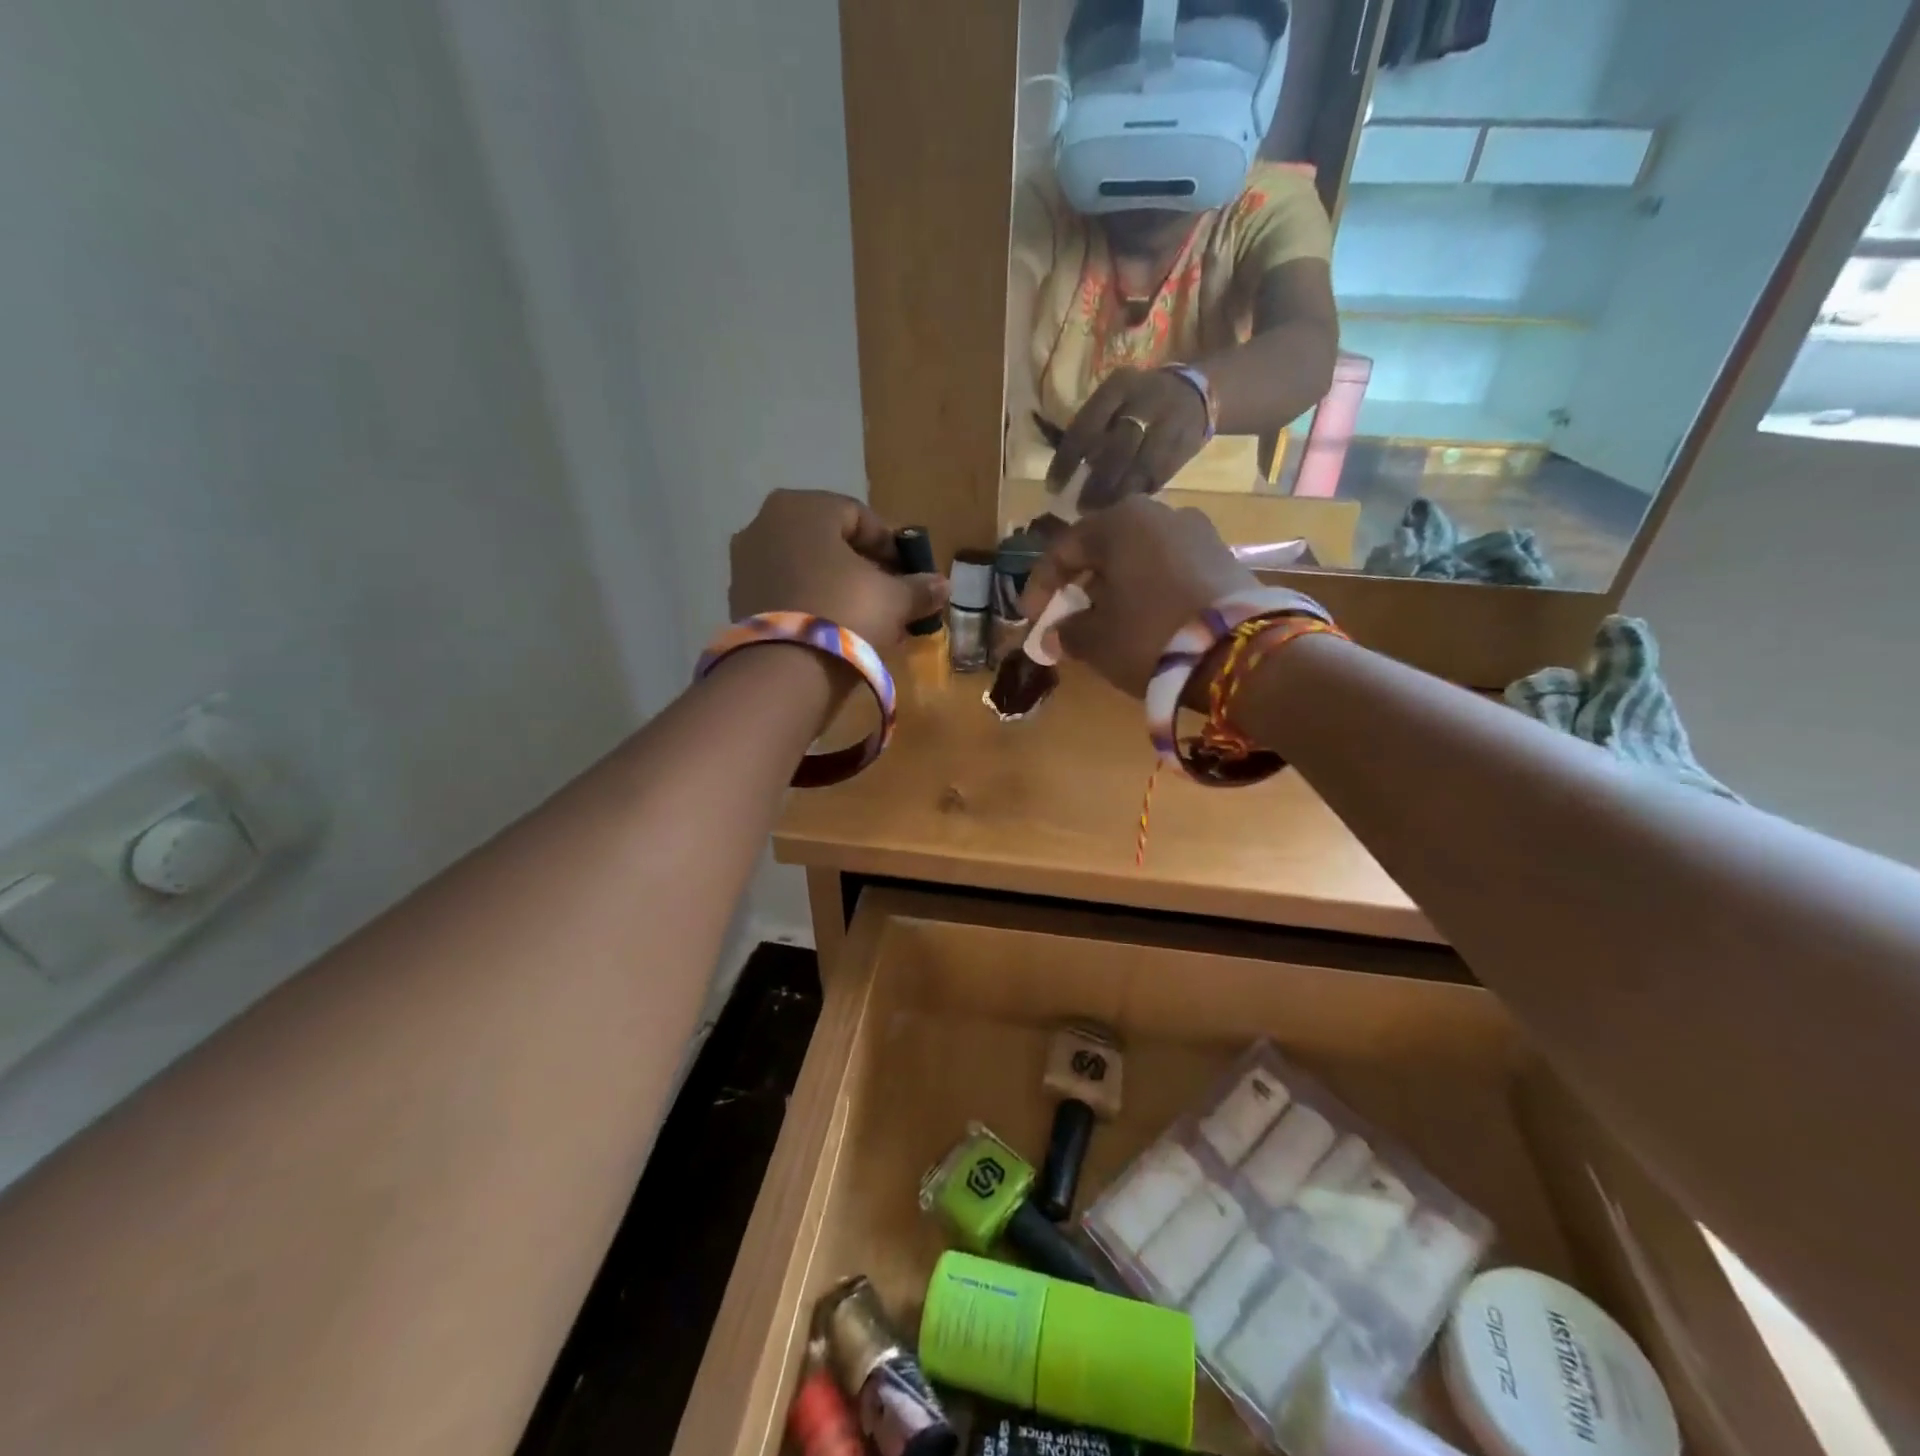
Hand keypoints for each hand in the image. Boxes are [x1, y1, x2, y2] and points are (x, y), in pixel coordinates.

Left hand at [729, 490, 946, 646]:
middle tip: (889, 594)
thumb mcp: (894, 599)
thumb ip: (919, 588)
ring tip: (865, 617)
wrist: (784, 671)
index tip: (909, 571)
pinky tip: (834, 629)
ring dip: (836, 586)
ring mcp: (745, 561)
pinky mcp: (737, 598)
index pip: (859, 516)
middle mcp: (766, 523)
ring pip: (805, 567)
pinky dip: (810, 602)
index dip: (890, 545)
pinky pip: (785, 591)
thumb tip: (943, 585)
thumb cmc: (845, 613)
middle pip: (829, 541)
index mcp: (804, 507)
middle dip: (862, 567)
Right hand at [1018, 496, 1254, 700]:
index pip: (1064, 549)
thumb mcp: (1096, 640)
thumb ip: (1068, 632)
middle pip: (1104, 550)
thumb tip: (1057, 634)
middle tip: (1068, 619)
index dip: (1040, 586)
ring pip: (1138, 559)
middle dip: (1081, 586)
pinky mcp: (1224, 558)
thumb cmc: (1150, 635)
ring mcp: (1197, 532)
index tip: (1031, 619)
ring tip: (1107, 624)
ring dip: (1116, 589)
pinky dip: (1149, 592)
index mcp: (1120, 521)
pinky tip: (1144, 621)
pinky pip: (1169, 570)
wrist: (1241, 652)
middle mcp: (1160, 513)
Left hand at [1047, 367, 1210, 509]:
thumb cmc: (1138, 400)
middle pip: (1115, 450)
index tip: (1054, 487)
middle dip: (1095, 484)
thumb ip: (1091, 428)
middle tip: (1081, 508)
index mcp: (1118, 387)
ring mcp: (1169, 422)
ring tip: (1103, 513)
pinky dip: (1141, 492)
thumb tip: (1066, 474)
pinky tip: (1128, 505)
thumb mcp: (1113, 399)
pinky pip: (1160, 475)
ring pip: (1140, 467)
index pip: (1085, 428)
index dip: (1066, 461)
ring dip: (1119, 494)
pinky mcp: (1186, 444)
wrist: (1193, 390)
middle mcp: (1145, 401)